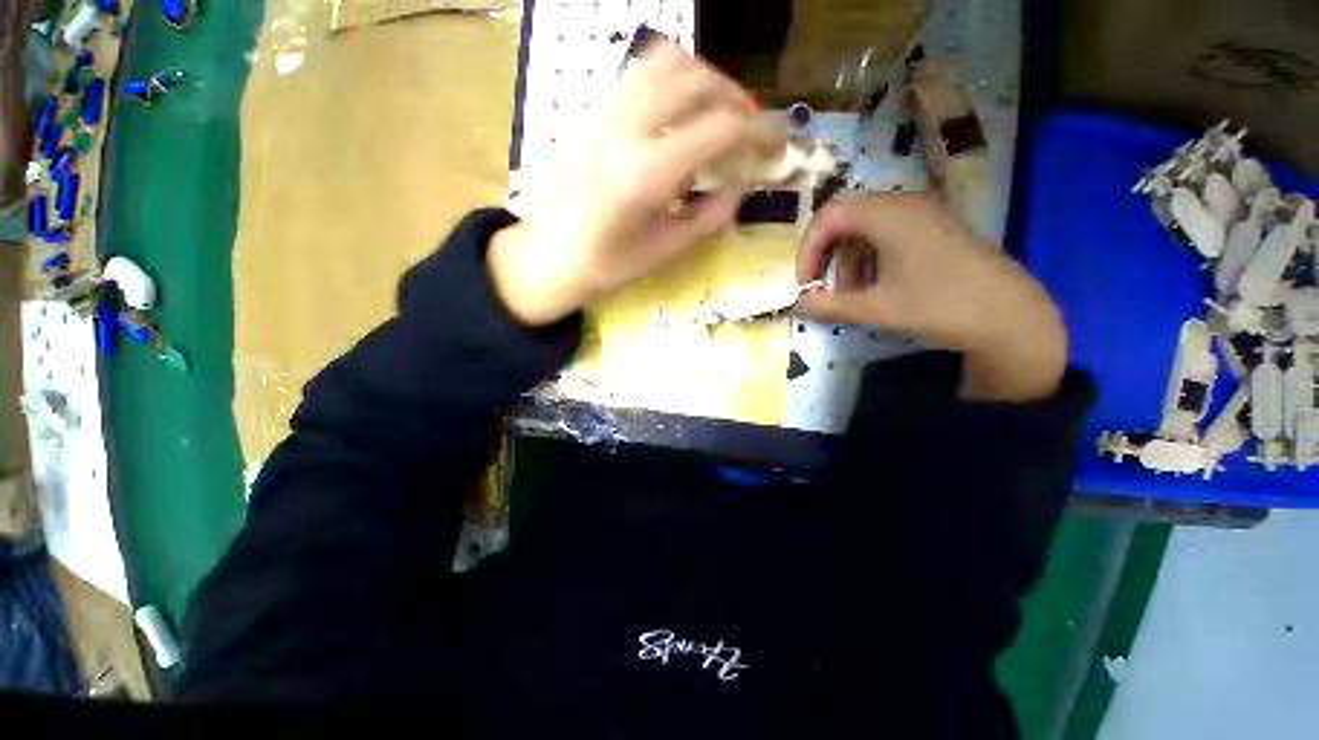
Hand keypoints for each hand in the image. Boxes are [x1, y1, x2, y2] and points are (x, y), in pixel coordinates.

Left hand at [489, 42, 754, 325]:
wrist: (551, 256)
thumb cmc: (607, 265)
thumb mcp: (664, 251)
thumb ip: (707, 218)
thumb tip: (739, 190)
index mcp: (648, 174)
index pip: (720, 129)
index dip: (759, 133)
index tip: (778, 143)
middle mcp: (627, 130)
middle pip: (697, 80)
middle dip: (736, 100)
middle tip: (749, 131)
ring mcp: (606, 116)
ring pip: (667, 63)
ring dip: (705, 81)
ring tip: (718, 115)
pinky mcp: (595, 115)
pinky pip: (641, 75)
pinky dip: (674, 82)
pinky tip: (680, 115)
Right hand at [796, 193, 1066, 400]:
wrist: (1012, 316)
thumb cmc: (941, 305)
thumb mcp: (878, 309)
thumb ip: (831, 306)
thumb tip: (797, 305)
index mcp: (888, 214)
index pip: (828, 216)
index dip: (809, 249)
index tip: (806, 283)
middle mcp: (904, 203)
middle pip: (845, 219)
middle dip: (826, 254)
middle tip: (822, 286)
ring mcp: (922, 214)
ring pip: (865, 228)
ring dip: (848, 259)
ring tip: (851, 294)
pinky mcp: (933, 228)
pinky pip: (887, 234)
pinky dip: (870, 258)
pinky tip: (875, 286)